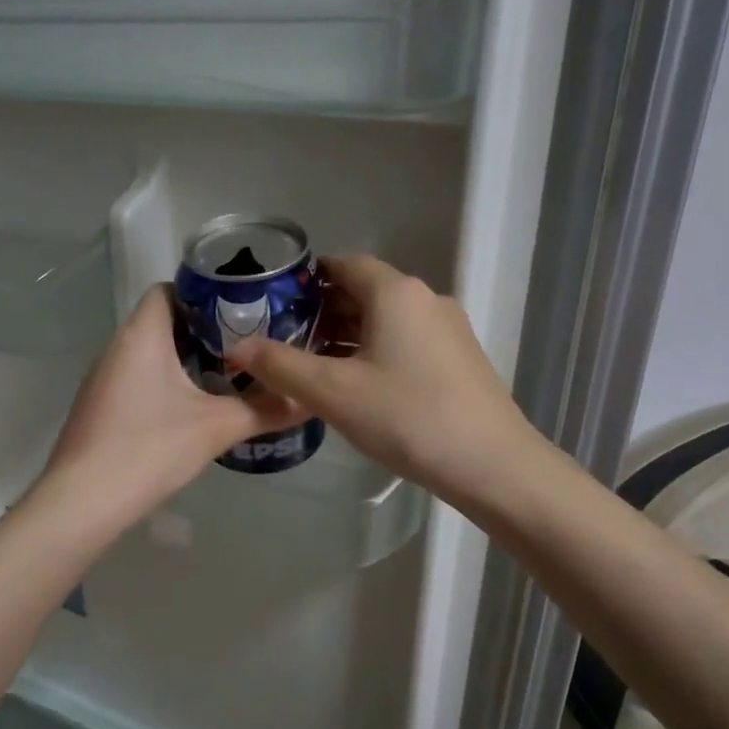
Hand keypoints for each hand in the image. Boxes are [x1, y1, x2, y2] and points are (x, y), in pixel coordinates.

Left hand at [44, 284, 305, 522]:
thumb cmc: (149, 449)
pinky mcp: (102, 409)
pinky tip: (193, 410)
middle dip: (205, 331)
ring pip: (151, 354)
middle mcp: (117, 348)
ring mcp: (104, 380)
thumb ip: (265, 410)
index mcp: (142, 336)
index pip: (169, 289)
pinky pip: (140, 380)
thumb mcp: (216, 428)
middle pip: (163, 322)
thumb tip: (309, 400)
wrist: (83, 503)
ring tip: (230, 375)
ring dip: (187, 360)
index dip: (204, 293)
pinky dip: (168, 384)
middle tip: (248, 345)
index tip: (242, 310)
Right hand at [224, 254, 535, 505]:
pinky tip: (360, 388)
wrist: (492, 463)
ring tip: (315, 368)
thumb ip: (280, 366)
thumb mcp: (333, 392)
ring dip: (349, 336)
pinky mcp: (460, 360)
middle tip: (287, 341)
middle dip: (323, 312)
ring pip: (387, 320)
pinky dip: (377, 352)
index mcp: (395, 292)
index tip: (276, 303)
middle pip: (365, 292)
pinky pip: (407, 342)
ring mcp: (449, 330)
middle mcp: (426, 299)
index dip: (307, 280)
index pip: (344, 264)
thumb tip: (236, 348)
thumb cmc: (407, 417)